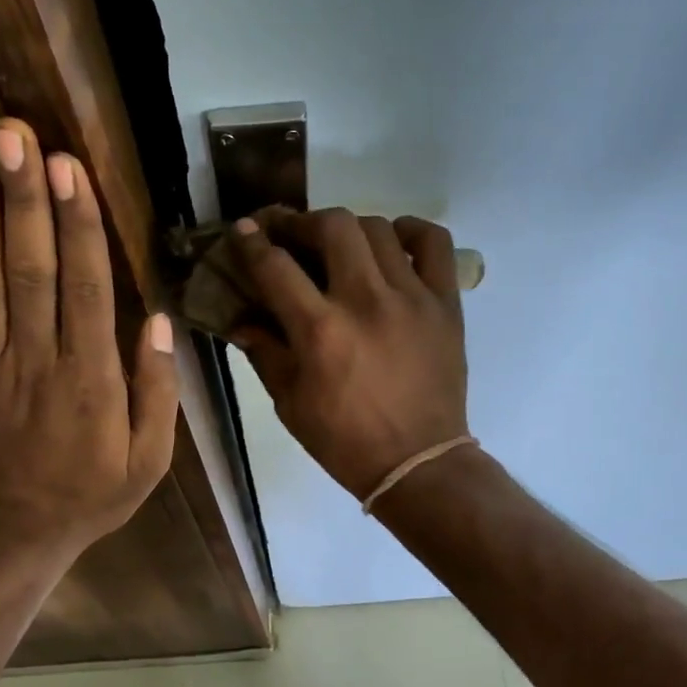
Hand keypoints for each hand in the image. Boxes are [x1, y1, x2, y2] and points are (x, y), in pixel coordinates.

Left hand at [0, 119, 178, 554]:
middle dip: (24, 198)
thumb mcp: (149, 460)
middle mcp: (38, 360)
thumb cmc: (93, 493)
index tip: (68, 168)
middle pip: (30, 268)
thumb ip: (156, 390)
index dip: (76, 225)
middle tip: (14, 134)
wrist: (15, 529)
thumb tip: (154, 319)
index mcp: (91, 380)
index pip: (84, 288)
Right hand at [229, 208, 469, 502]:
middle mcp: (365, 301)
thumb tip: (240, 319)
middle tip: (292, 235)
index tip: (244, 229)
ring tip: (339, 245)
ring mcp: (411, 297)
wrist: (417, 463)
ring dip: (349, 228)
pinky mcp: (445, 303)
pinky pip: (434, 243)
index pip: (275, 265)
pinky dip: (411, 231)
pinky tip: (393, 244)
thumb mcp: (290, 404)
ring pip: (378, 228)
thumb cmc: (345, 442)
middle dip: (302, 222)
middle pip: (332, 226)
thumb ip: (264, 353)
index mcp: (320, 331)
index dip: (252, 241)